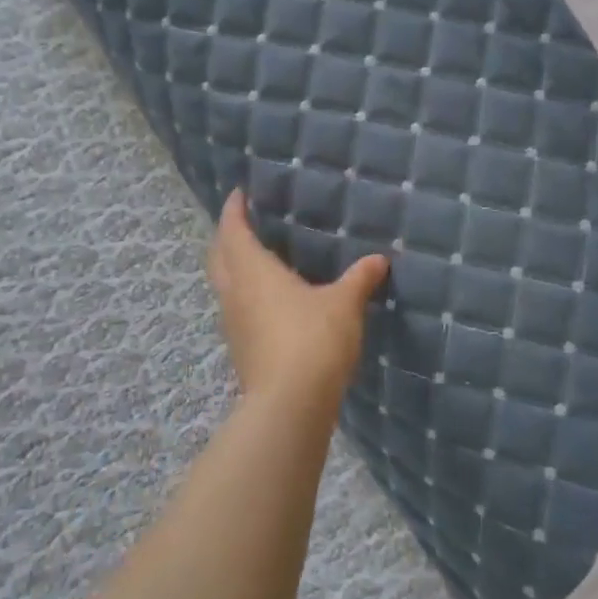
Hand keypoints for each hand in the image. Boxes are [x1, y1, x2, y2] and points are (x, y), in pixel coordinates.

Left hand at [207, 190, 390, 408]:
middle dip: (227, 237)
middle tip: (244, 224)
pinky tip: (270, 302)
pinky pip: (237, 310)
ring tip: (257, 260)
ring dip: (233, 268)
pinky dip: (246, 295)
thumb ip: (359, 279)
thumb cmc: (313, 339)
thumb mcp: (344, 304)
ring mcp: (234, 325)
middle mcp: (235, 294)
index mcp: (253, 272)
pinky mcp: (242, 350)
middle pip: (218, 257)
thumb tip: (379, 260)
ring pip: (224, 286)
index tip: (239, 194)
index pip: (233, 231)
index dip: (234, 210)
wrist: (290, 405)